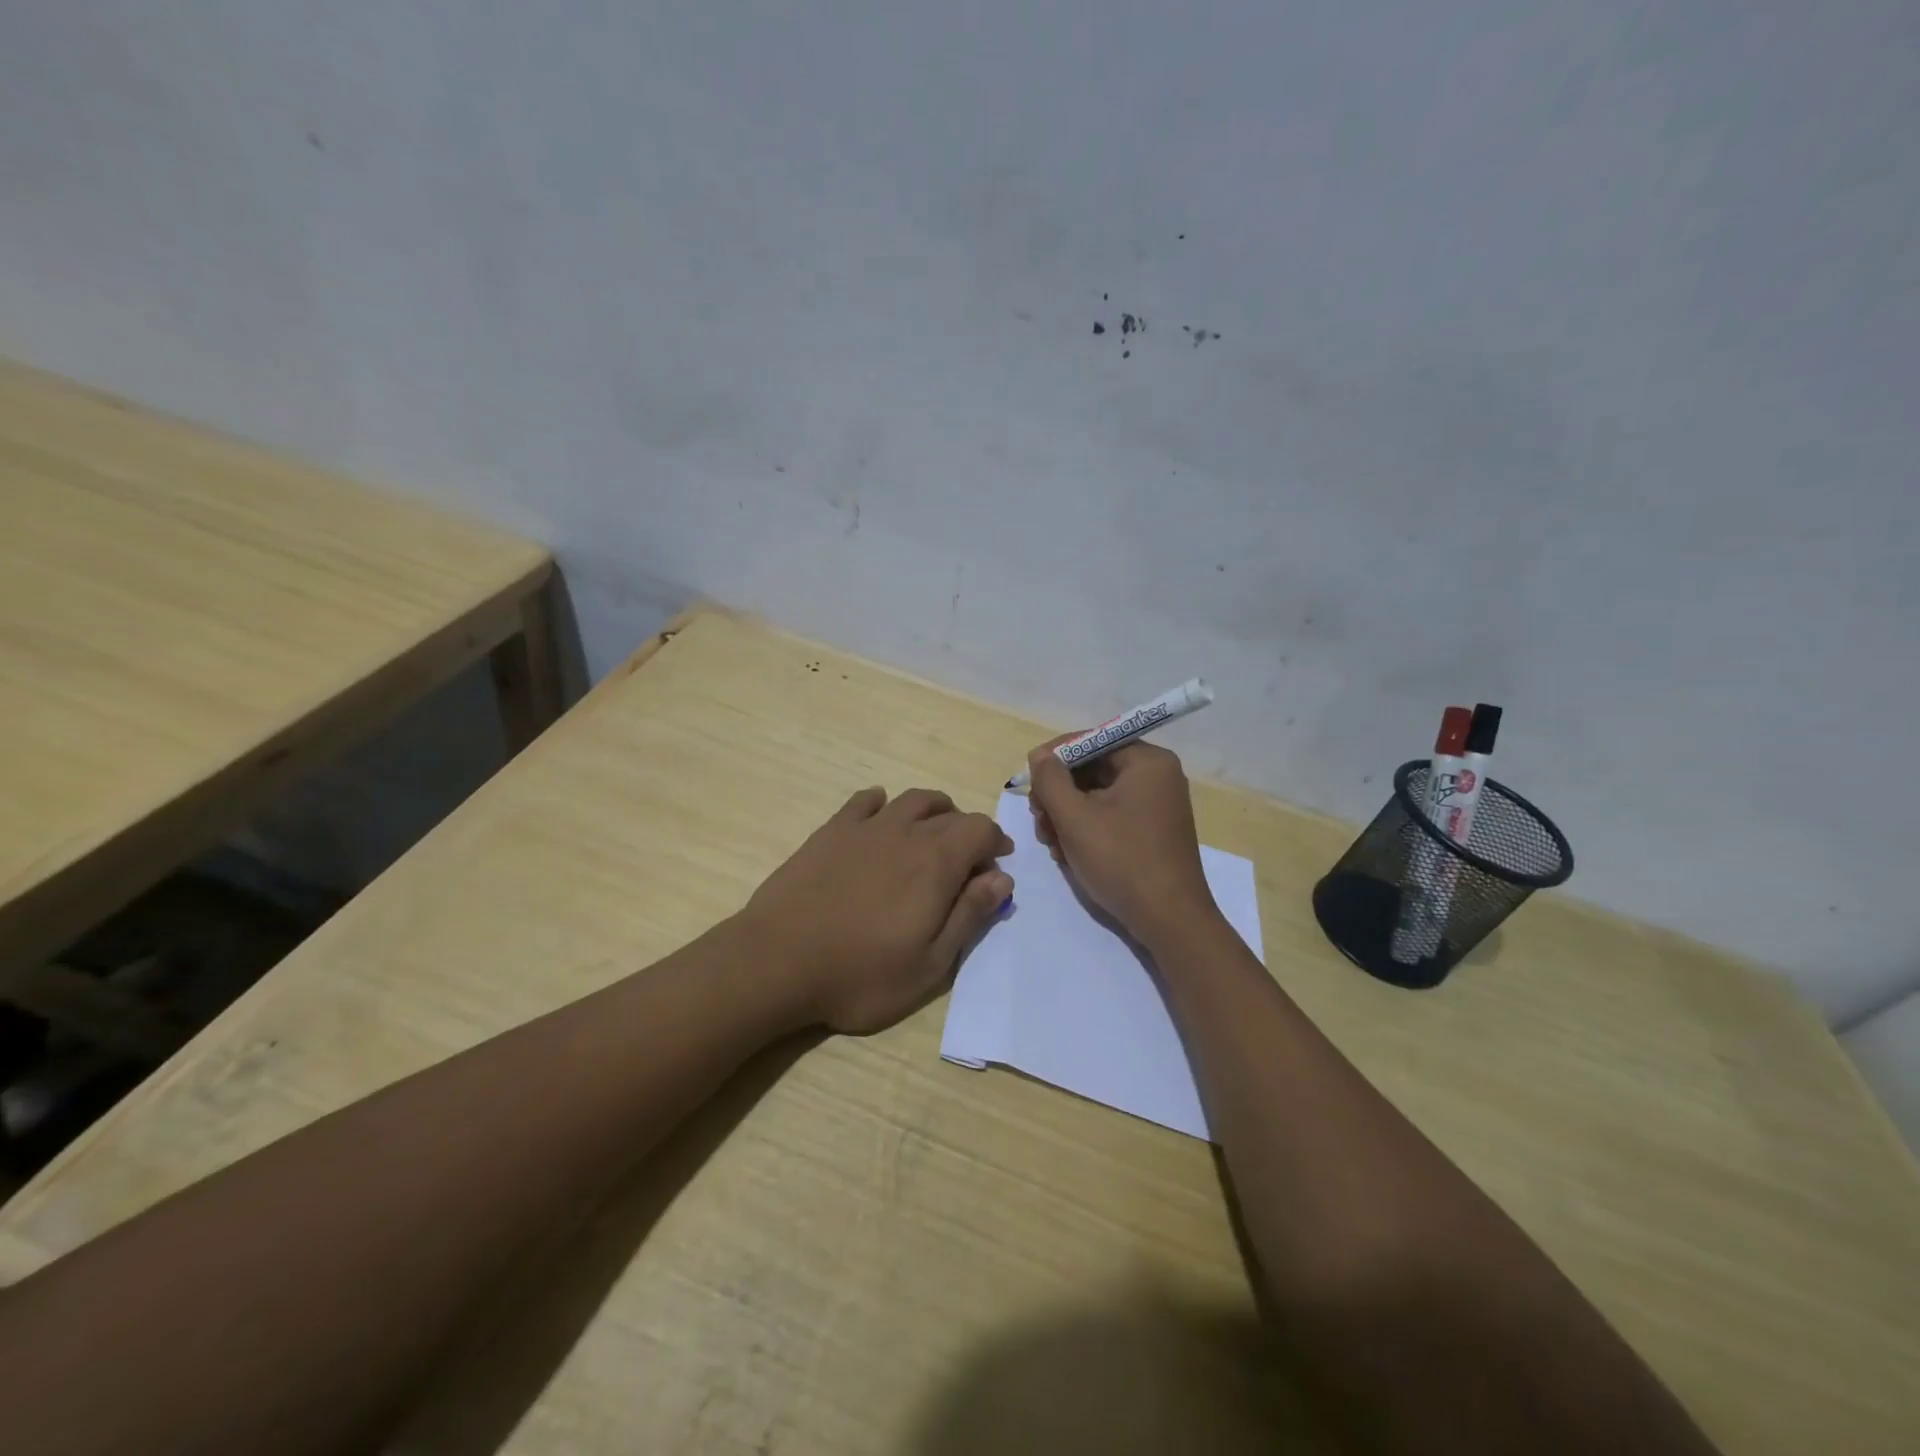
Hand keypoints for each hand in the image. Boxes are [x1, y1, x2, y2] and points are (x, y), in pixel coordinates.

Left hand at [740, 787, 1013, 1033]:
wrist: (778, 961)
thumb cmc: (861, 974)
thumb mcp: (930, 963)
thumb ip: (969, 915)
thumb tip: (1002, 877)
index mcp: (936, 862)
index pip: (980, 829)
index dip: (995, 841)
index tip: (997, 863)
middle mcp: (906, 832)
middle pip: (949, 814)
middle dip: (967, 832)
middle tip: (966, 862)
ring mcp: (865, 827)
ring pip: (911, 800)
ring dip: (933, 811)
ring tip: (932, 834)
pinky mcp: (831, 831)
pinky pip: (865, 801)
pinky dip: (882, 804)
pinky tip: (881, 817)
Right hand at [1027, 738, 1217, 948]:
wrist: (1170, 922)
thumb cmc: (1122, 861)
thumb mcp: (1075, 818)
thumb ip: (1051, 780)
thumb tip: (1040, 756)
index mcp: (1147, 761)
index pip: (1091, 741)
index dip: (1054, 758)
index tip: (1028, 781)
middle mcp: (1157, 776)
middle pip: (1092, 769)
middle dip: (1059, 793)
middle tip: (1039, 820)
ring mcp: (1157, 805)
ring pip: (1097, 795)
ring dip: (1067, 815)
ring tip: (1051, 843)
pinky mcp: (1152, 831)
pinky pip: (1111, 816)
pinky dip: (1086, 829)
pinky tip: (1068, 853)